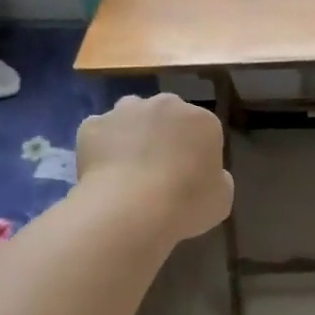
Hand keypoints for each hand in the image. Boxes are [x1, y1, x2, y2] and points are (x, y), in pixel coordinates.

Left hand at [75, 93, 233, 243]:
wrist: (130, 209)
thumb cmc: (185, 205)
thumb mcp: (221, 199)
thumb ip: (218, 179)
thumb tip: (209, 175)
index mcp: (202, 120)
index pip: (203, 130)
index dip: (196, 154)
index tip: (190, 178)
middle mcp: (165, 104)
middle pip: (166, 116)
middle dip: (164, 136)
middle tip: (159, 171)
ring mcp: (125, 111)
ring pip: (131, 118)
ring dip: (132, 135)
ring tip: (128, 170)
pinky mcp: (92, 125)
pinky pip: (100, 133)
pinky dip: (102, 148)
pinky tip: (104, 173)